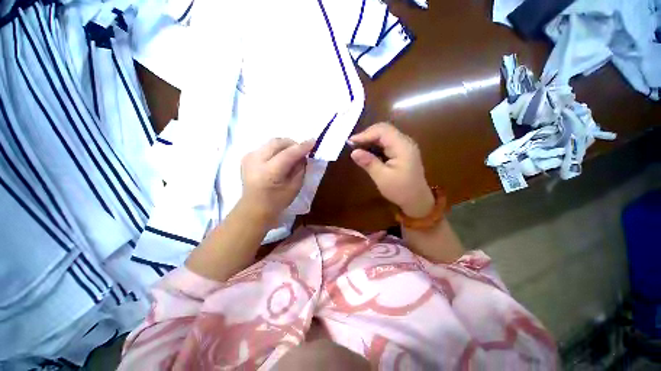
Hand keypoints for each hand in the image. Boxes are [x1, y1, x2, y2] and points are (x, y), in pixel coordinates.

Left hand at [241, 138, 314, 222]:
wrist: (254, 207)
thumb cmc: (277, 201)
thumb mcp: (295, 187)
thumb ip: (300, 168)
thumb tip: (303, 155)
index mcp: (268, 172)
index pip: (288, 154)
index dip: (302, 147)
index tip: (313, 141)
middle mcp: (256, 161)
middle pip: (277, 142)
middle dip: (292, 143)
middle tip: (301, 151)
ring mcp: (249, 157)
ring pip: (272, 142)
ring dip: (285, 146)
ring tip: (291, 155)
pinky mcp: (247, 156)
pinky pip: (266, 147)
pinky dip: (276, 149)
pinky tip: (280, 158)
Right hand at [350, 123, 433, 217]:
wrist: (417, 200)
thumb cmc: (401, 190)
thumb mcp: (382, 178)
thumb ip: (369, 163)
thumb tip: (353, 152)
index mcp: (403, 147)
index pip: (382, 131)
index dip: (365, 134)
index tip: (351, 142)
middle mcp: (405, 142)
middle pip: (384, 130)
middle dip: (367, 135)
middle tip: (353, 144)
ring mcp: (404, 146)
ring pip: (384, 135)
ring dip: (370, 139)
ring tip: (357, 147)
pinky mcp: (401, 151)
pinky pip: (386, 142)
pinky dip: (375, 145)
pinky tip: (367, 151)